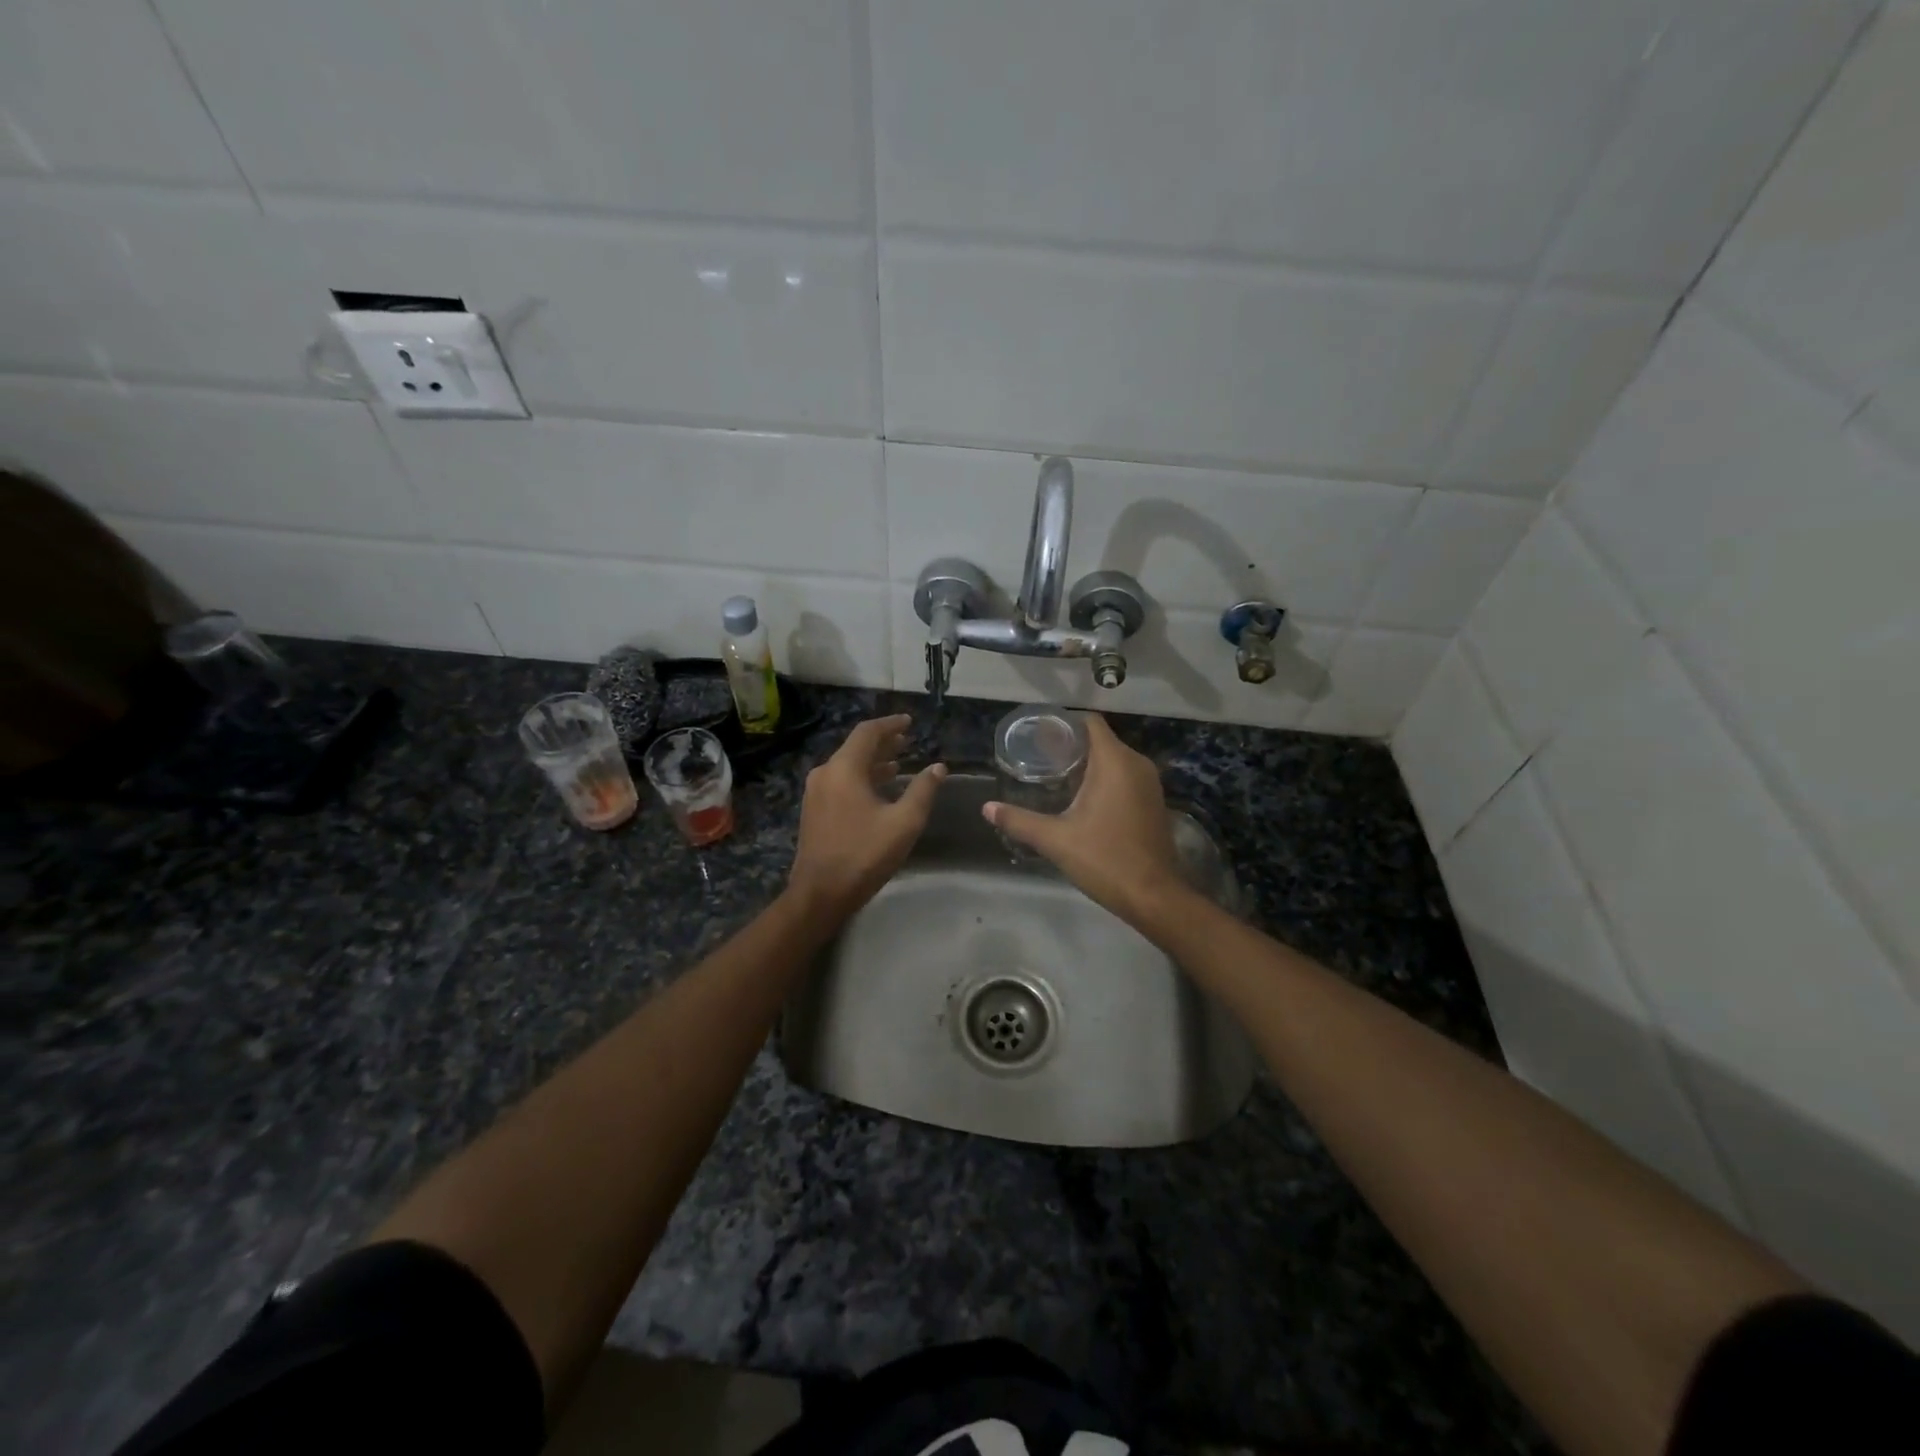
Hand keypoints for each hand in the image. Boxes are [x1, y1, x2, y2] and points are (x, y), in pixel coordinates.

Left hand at [788, 714, 946, 922]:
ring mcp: (816, 792)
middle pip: (856, 747)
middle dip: (883, 742)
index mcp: (844, 769)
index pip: (868, 733)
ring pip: (848, 766)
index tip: (909, 722)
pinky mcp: (814, 810)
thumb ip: (923, 790)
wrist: (820, 893)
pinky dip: (862, 777)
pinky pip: (840, 782)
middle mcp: (825, 773)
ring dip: (873, 762)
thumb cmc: (865, 854)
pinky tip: (878, 789)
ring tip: (898, 763)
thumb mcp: (904, 822)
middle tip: (907, 740)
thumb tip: (938, 767)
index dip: (890, 724)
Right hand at [983, 714, 1185, 927]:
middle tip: (1039, 758)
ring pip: (1114, 759)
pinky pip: (1126, 776)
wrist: (1153, 896)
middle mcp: (1136, 764)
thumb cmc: (1104, 859)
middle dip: (1071, 746)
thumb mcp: (1055, 840)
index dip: (1064, 723)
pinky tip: (1082, 798)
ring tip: (1055, 777)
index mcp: (1114, 762)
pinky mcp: (1154, 801)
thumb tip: (987, 808)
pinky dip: (1105, 779)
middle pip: (1100, 740)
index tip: (1039, 735)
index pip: (1090, 722)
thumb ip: (1019, 821)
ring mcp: (1149, 783)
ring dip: (1088, 764)